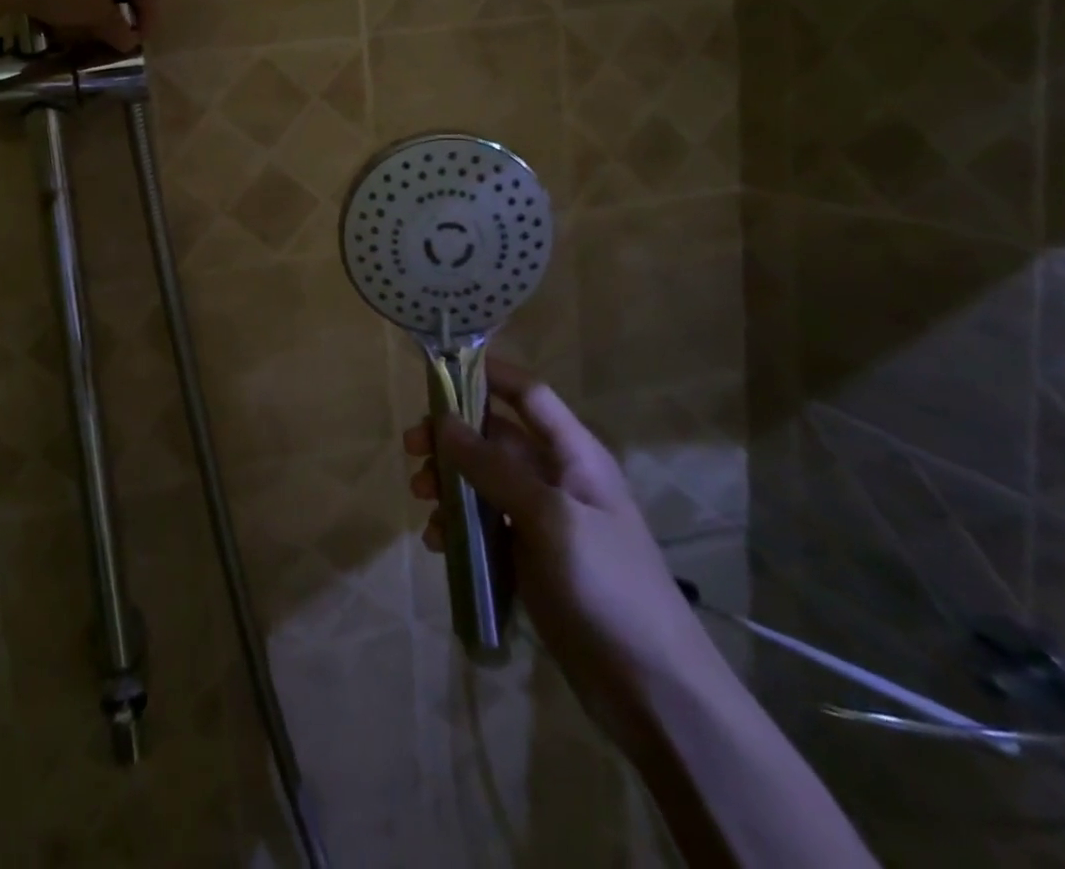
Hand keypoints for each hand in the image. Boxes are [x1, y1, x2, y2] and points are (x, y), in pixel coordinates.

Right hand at [405, 362, 726, 747]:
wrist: (653, 691)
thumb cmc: (607, 586)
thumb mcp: (549, 518)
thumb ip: (494, 467)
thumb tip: (444, 420)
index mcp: (574, 455)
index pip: (528, 394)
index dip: (489, 374)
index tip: (439, 372)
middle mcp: (556, 477)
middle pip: (494, 436)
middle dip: (451, 438)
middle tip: (412, 451)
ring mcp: (542, 519)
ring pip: (482, 481)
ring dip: (448, 484)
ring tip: (422, 503)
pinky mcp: (529, 557)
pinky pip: (484, 525)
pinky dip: (458, 526)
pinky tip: (439, 545)